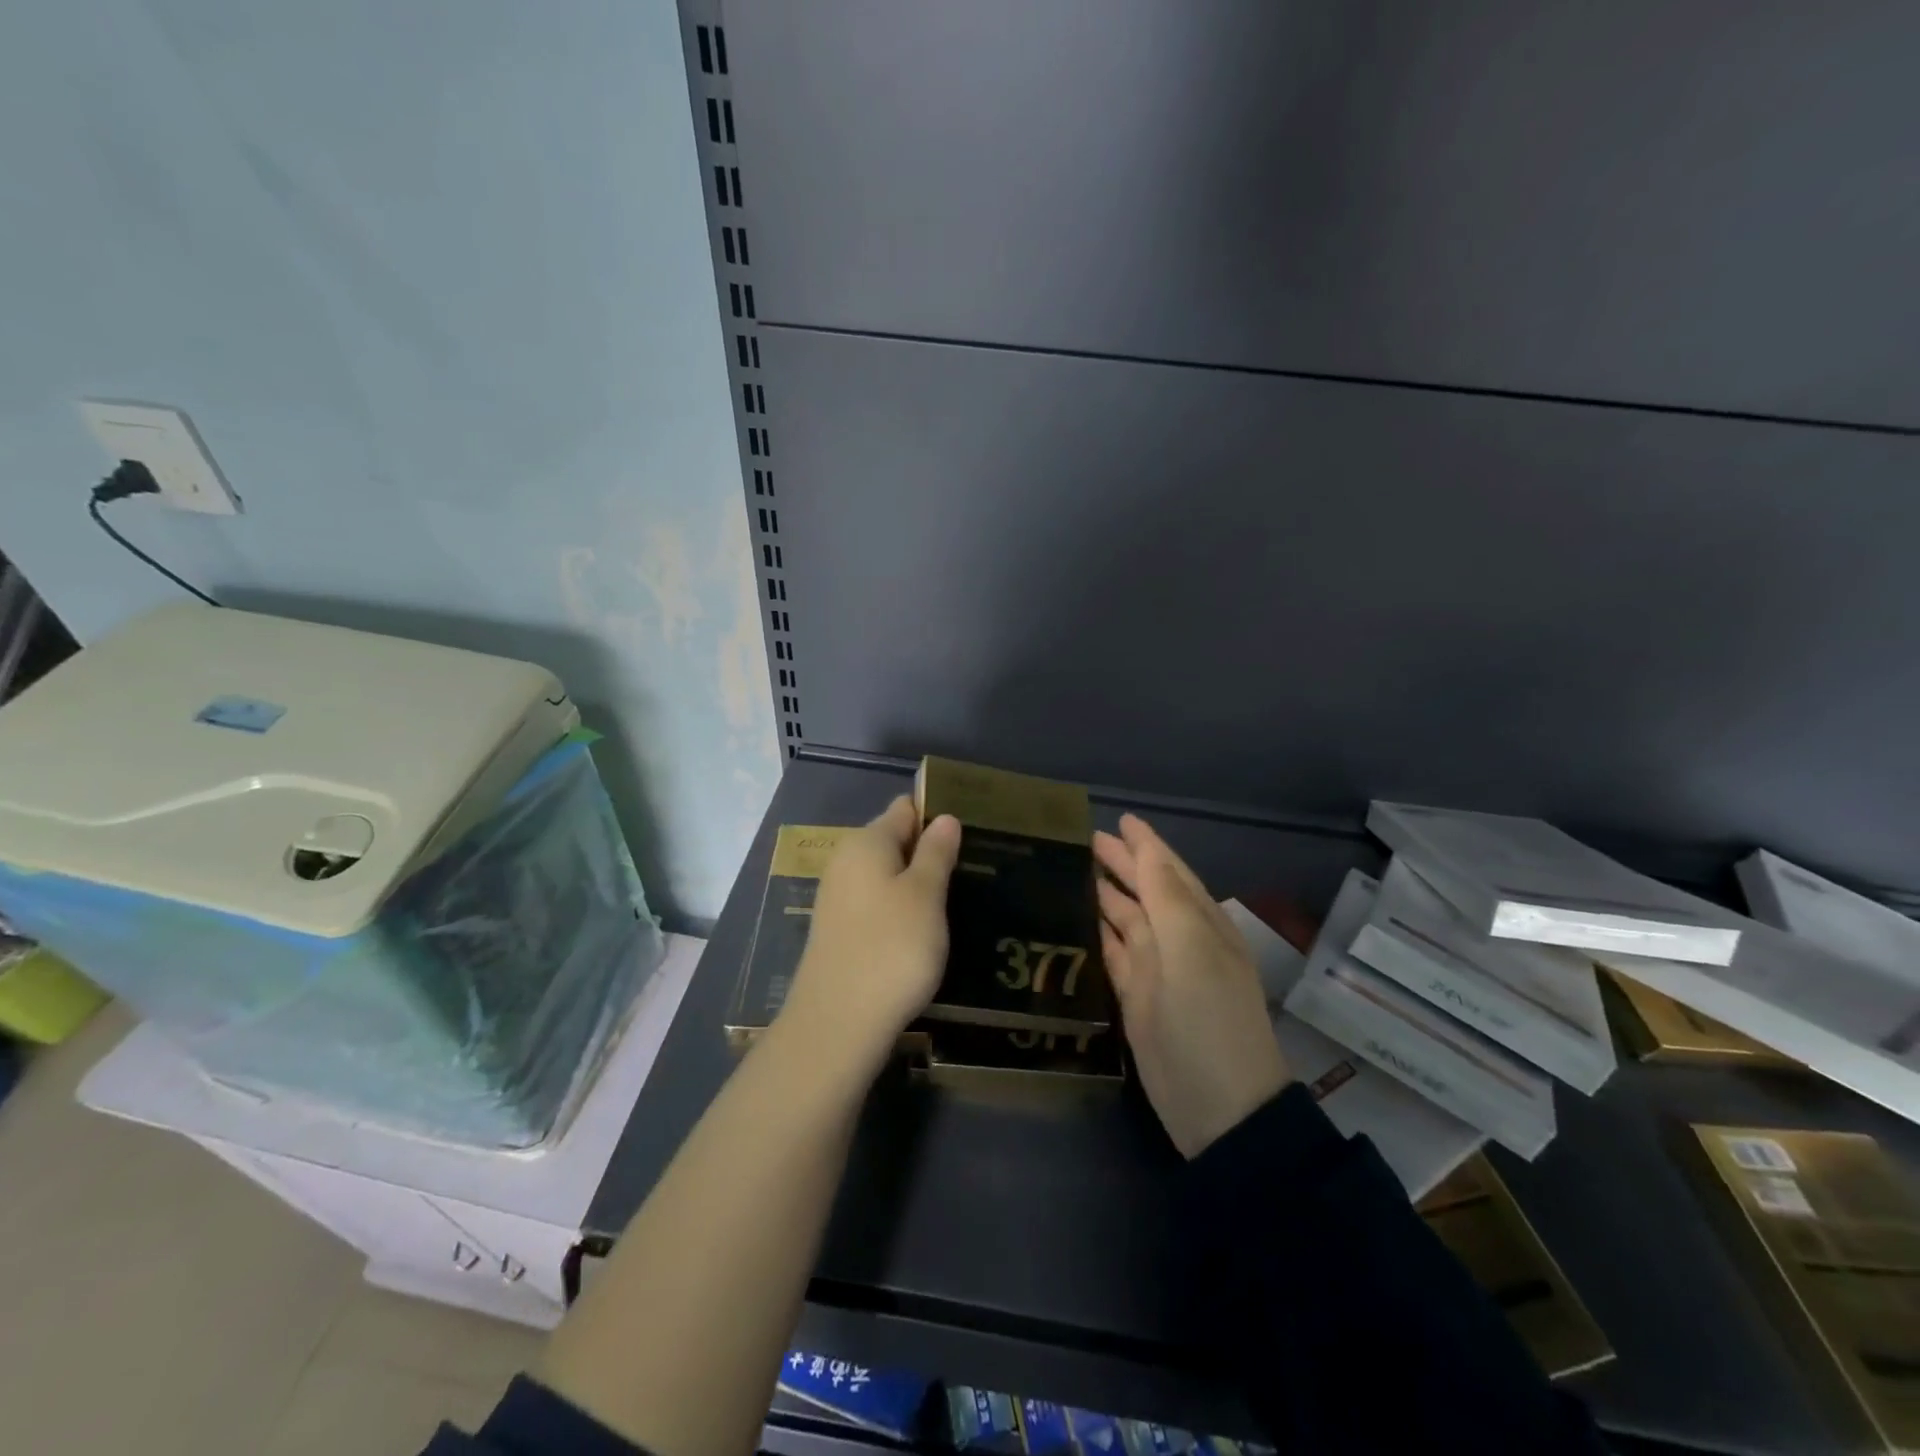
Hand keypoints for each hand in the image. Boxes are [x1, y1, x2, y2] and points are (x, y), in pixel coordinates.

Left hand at [777, 797, 961, 1079]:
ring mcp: (839, 899)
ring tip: (957, 896)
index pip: (904, 809)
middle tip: (972, 865)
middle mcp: (846, 863)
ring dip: (917, 883)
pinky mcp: (840, 931)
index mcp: (866, 843)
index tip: (970, 828)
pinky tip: (925, 929)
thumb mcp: (925, 895)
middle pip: (894, 842)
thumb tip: (945, 817)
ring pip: (887, 876)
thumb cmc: (891, 948)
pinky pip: (878, 904)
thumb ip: (935, 853)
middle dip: (929, 850)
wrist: (838, 1024)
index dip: (936, 814)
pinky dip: (902, 909)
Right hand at [1095, 814, 1290, 1157]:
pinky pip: (1113, 955)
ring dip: (1104, 896)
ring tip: (1072, 871)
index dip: (1145, 845)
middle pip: (1144, 892)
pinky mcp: (1136, 999)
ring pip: (1126, 921)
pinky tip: (1076, 920)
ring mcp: (1156, 971)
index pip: (1168, 871)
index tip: (1119, 820)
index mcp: (1199, 923)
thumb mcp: (1192, 951)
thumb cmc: (1208, 1020)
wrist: (1220, 1109)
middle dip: (1120, 865)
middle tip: (1084, 841)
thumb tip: (1145, 849)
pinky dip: (1097, 935)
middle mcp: (1178, 941)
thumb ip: (1166, 896)